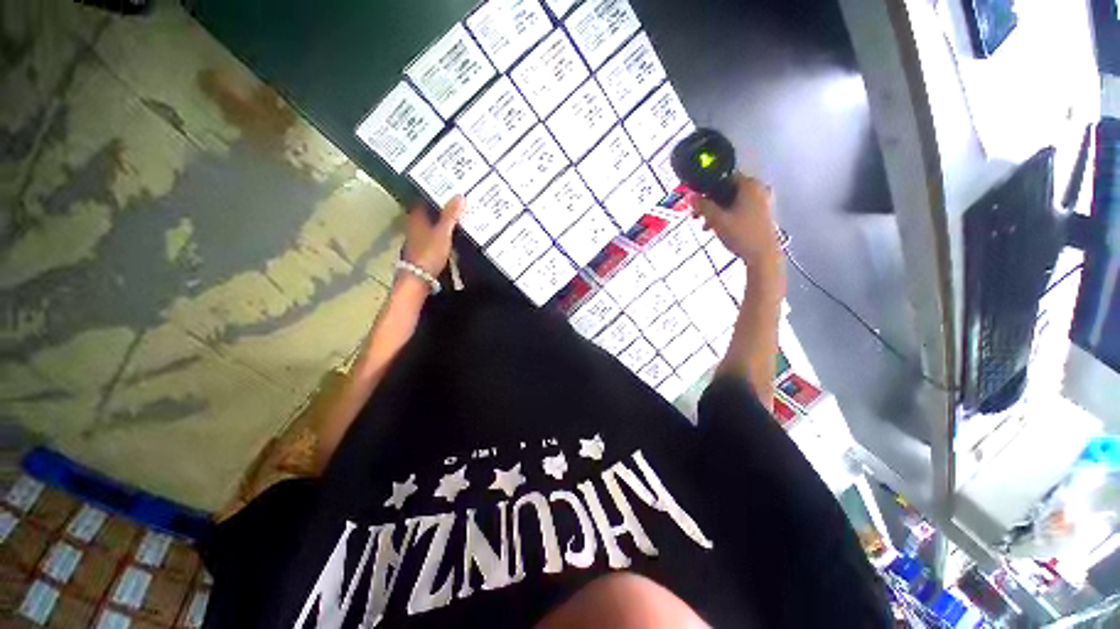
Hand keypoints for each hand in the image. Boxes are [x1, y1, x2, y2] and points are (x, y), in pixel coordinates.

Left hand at [401, 195, 464, 276]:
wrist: (418, 279)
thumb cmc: (429, 253)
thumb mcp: (443, 233)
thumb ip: (451, 215)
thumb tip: (459, 195)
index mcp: (416, 217)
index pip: (425, 198)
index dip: (437, 193)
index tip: (450, 189)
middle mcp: (414, 225)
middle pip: (428, 212)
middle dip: (442, 207)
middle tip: (458, 202)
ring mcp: (417, 239)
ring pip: (431, 225)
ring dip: (443, 221)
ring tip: (459, 218)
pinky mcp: (423, 251)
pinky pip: (434, 236)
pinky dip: (442, 234)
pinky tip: (453, 236)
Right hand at [691, 174, 779, 264]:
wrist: (762, 255)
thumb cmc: (741, 234)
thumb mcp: (717, 219)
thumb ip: (702, 206)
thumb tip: (690, 196)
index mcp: (750, 184)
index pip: (724, 177)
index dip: (707, 188)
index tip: (696, 199)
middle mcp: (758, 188)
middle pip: (728, 190)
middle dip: (711, 202)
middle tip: (697, 214)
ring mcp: (762, 201)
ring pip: (733, 201)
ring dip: (717, 211)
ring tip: (705, 225)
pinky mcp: (762, 214)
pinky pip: (740, 208)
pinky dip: (727, 215)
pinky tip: (718, 228)